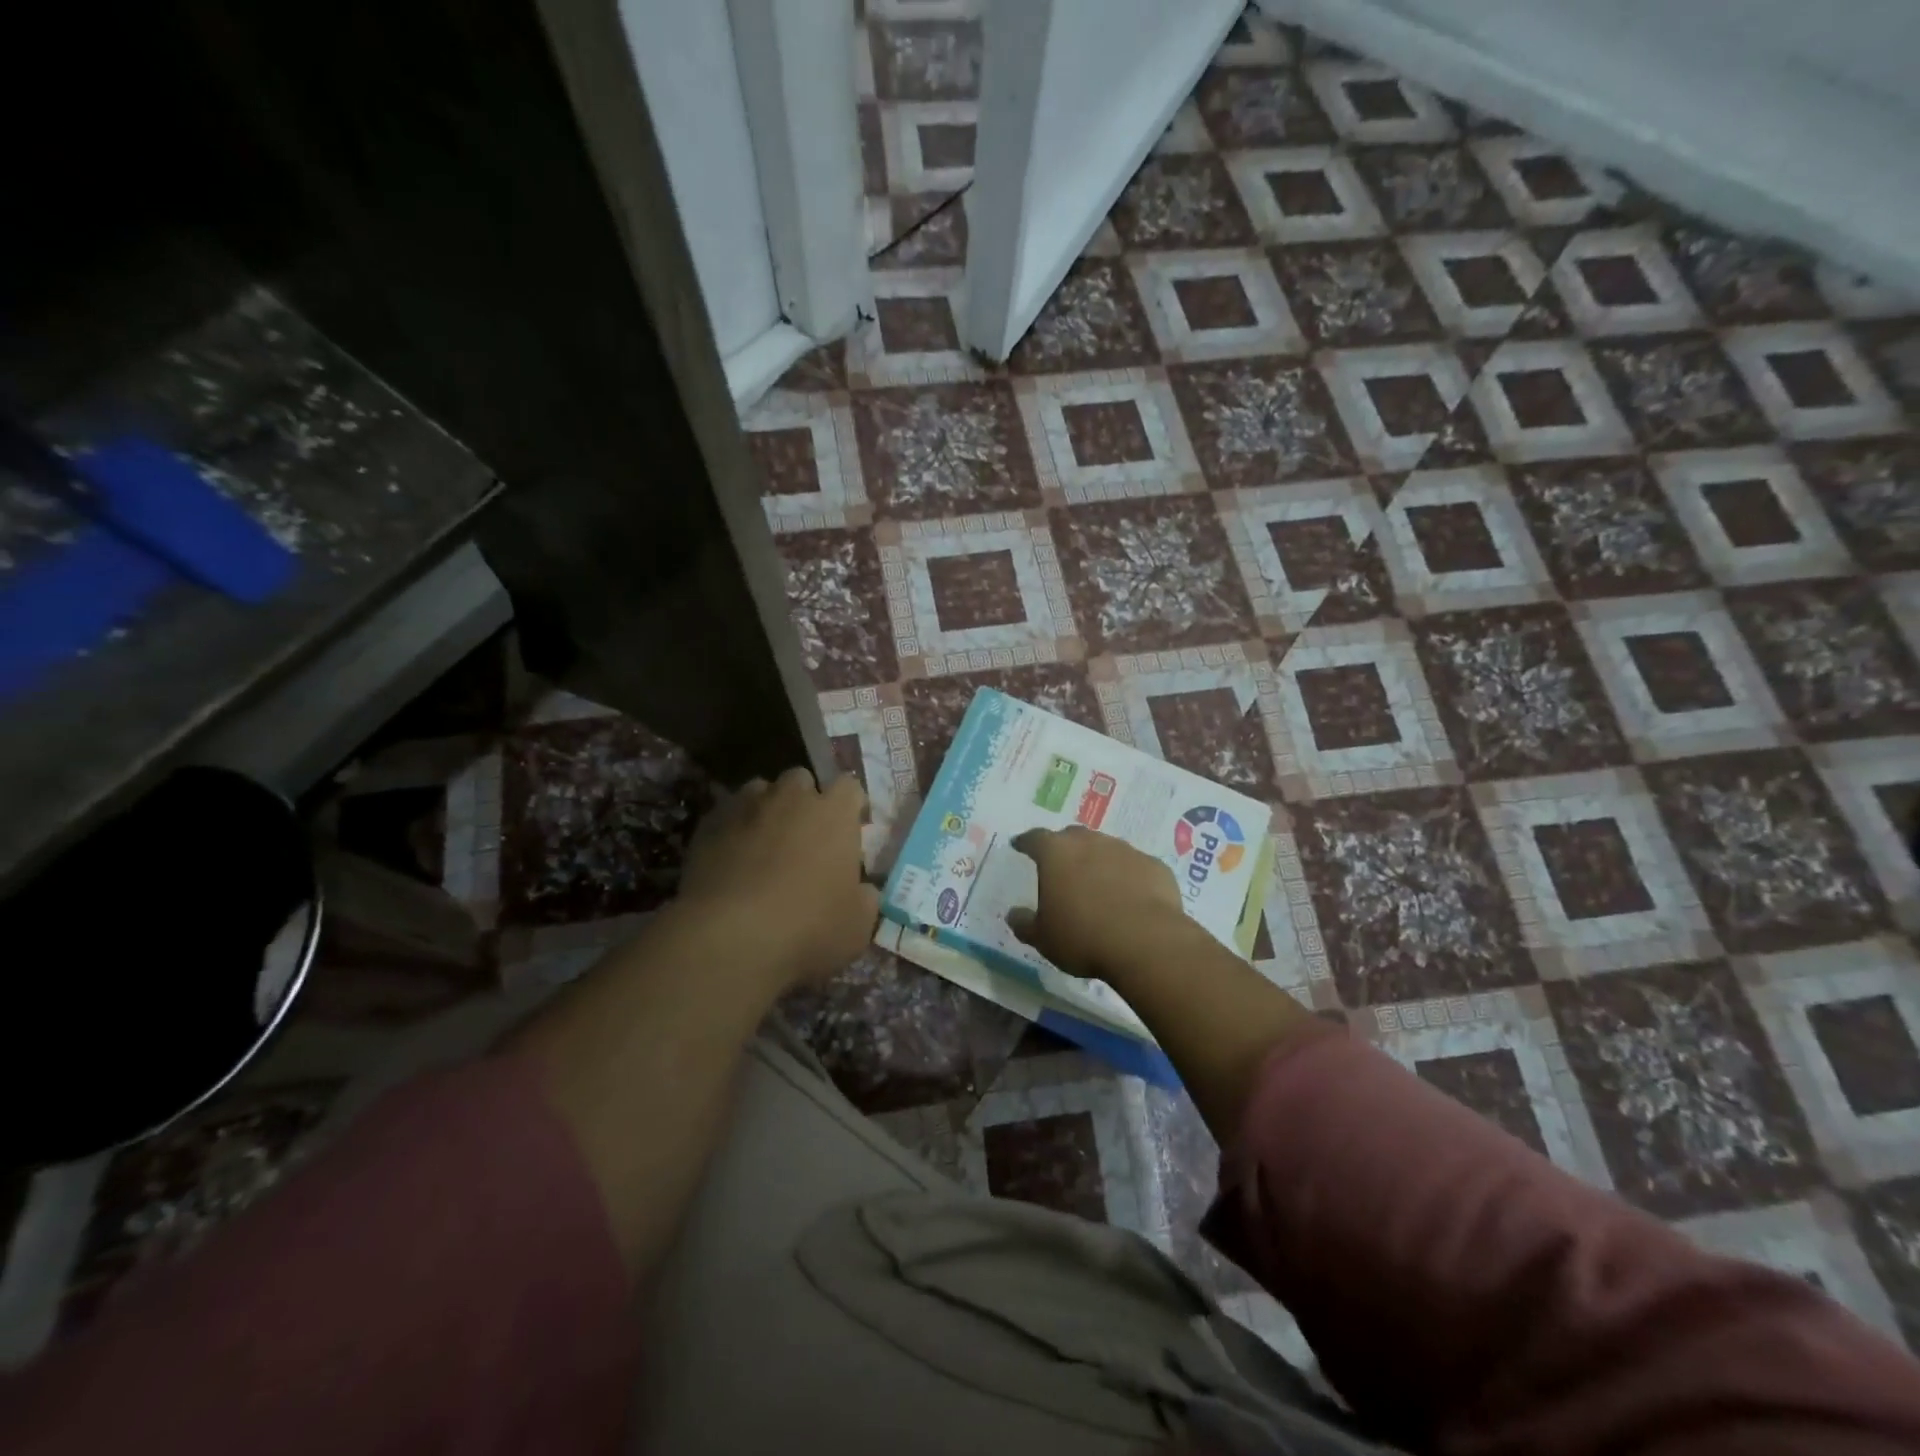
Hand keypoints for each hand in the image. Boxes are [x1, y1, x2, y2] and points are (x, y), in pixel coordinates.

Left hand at [675, 767, 878, 990]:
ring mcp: (746, 807)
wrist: (729, 937)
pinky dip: (732, 830)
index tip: (850, 828)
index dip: (850, 805)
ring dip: (766, 809)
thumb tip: (863, 890)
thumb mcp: (857, 926)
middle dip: (804, 800)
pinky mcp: (708, 825)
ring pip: (759, 790)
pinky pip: (726, 816)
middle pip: (801, 780)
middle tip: (805, 836)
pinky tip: (731, 860)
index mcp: (834, 814)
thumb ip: (865, 899)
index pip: (849, 787)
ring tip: (764, 843)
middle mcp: (791, 798)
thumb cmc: (808, 928)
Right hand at [1006, 826, 1194, 983]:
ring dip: (1099, 861)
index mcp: (1056, 853)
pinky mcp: (1154, 866)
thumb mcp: (1043, 938)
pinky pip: (1135, 867)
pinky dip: (1129, 877)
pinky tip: (1130, 898)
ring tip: (1098, 885)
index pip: (1035, 838)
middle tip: (1061, 867)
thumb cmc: (1083, 937)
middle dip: (1065, 848)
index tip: (1020, 845)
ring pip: (1106, 849)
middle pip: (1073, 837)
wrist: (1146, 942)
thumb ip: (1025, 923)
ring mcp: (1126, 851)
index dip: (1026, 842)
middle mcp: (1090, 842)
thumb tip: (1014, 914)